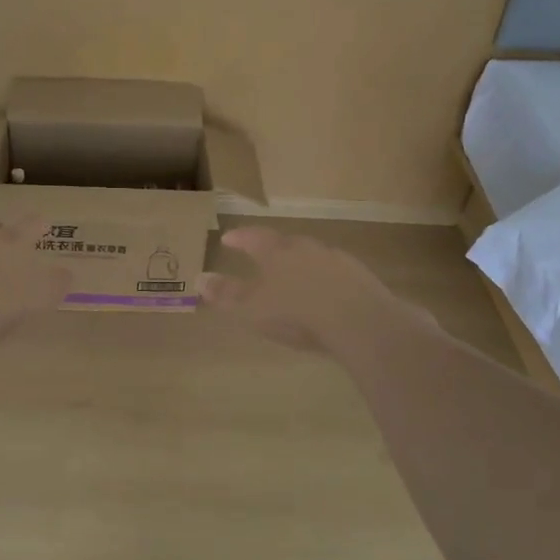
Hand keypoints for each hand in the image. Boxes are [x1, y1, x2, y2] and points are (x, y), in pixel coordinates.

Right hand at [197, 226, 434, 354]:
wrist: (361, 322)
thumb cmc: (297, 313)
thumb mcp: (252, 308)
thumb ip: (226, 294)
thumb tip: (199, 279)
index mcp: (277, 252)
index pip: (253, 237)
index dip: (239, 238)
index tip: (228, 238)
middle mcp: (306, 248)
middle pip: (285, 243)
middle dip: (272, 248)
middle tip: (262, 255)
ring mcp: (336, 260)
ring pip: (312, 256)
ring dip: (300, 263)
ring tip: (293, 276)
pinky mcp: (361, 277)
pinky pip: (335, 272)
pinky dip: (324, 279)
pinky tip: (324, 294)